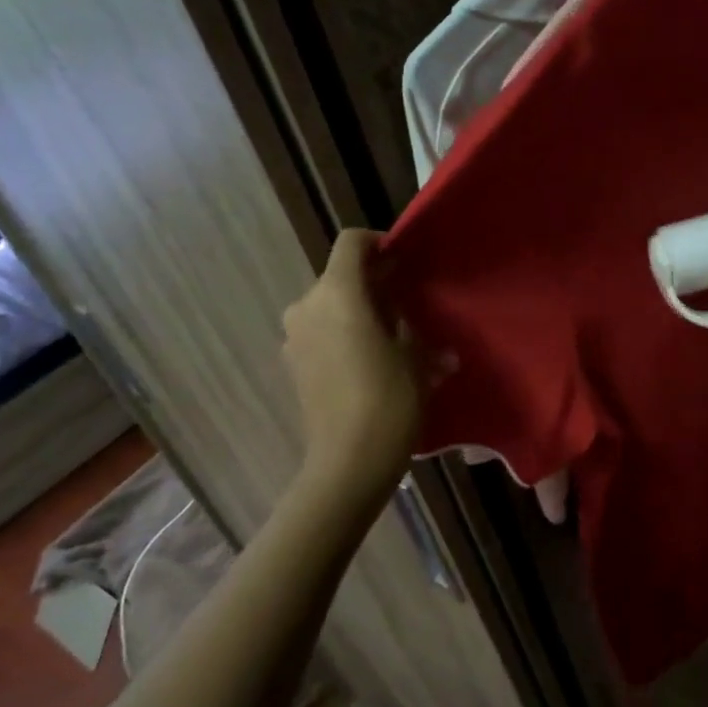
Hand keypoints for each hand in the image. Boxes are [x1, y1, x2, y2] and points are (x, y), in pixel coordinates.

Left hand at [282, 230, 420, 501]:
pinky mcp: (293, 365)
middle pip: (341, 276)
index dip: (378, 242)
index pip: (351, 244)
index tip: (404, 258)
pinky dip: (346, 334)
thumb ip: (408, 321)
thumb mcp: (414, 355)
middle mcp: (307, 307)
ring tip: (395, 335)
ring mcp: (295, 338)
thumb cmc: (389, 400)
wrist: (349, 463)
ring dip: (360, 312)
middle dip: (374, 283)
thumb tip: (408, 316)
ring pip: (331, 307)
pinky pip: (322, 333)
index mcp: (337, 294)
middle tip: (408, 302)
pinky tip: (374, 360)